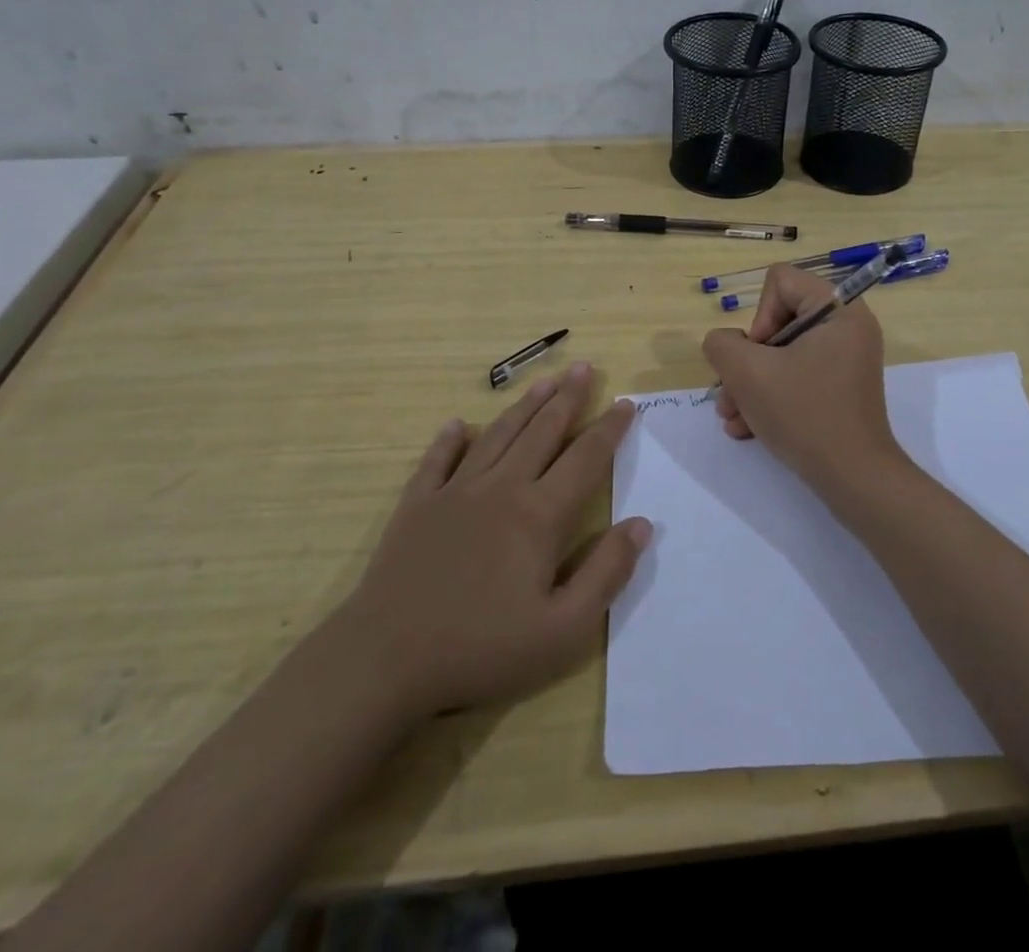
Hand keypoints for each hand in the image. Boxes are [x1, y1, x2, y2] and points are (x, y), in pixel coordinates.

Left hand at [341, 362, 649, 718]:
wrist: (386, 660)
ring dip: (524, 406)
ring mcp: (454, 493)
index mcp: (539, 515)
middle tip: (584, 367)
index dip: (609, 430)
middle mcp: (501, 489)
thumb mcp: (562, 629)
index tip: (626, 403)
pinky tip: (458, 425)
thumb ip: (607, 573)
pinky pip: (437, 461)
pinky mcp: (416, 505)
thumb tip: (643, 524)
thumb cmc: (481, 648)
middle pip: (542, 432)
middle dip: (568, 398)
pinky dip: (450, 439)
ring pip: (497, 436)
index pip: (585, 459)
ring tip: (544, 382)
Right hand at [701, 265, 902, 490]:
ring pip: (782, 355)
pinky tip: (747, 429)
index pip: (781, 282)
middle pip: (778, 321)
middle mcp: (847, 328)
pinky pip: (796, 378)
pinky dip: (770, 399)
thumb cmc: (804, 414)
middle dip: (746, 361)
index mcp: (839, 310)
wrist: (853, 479)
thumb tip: (726, 344)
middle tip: (731, 393)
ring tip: (732, 417)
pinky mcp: (839, 389)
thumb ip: (722, 344)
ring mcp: (845, 360)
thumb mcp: (748, 373)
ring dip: (750, 384)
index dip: (759, 316)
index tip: (758, 356)